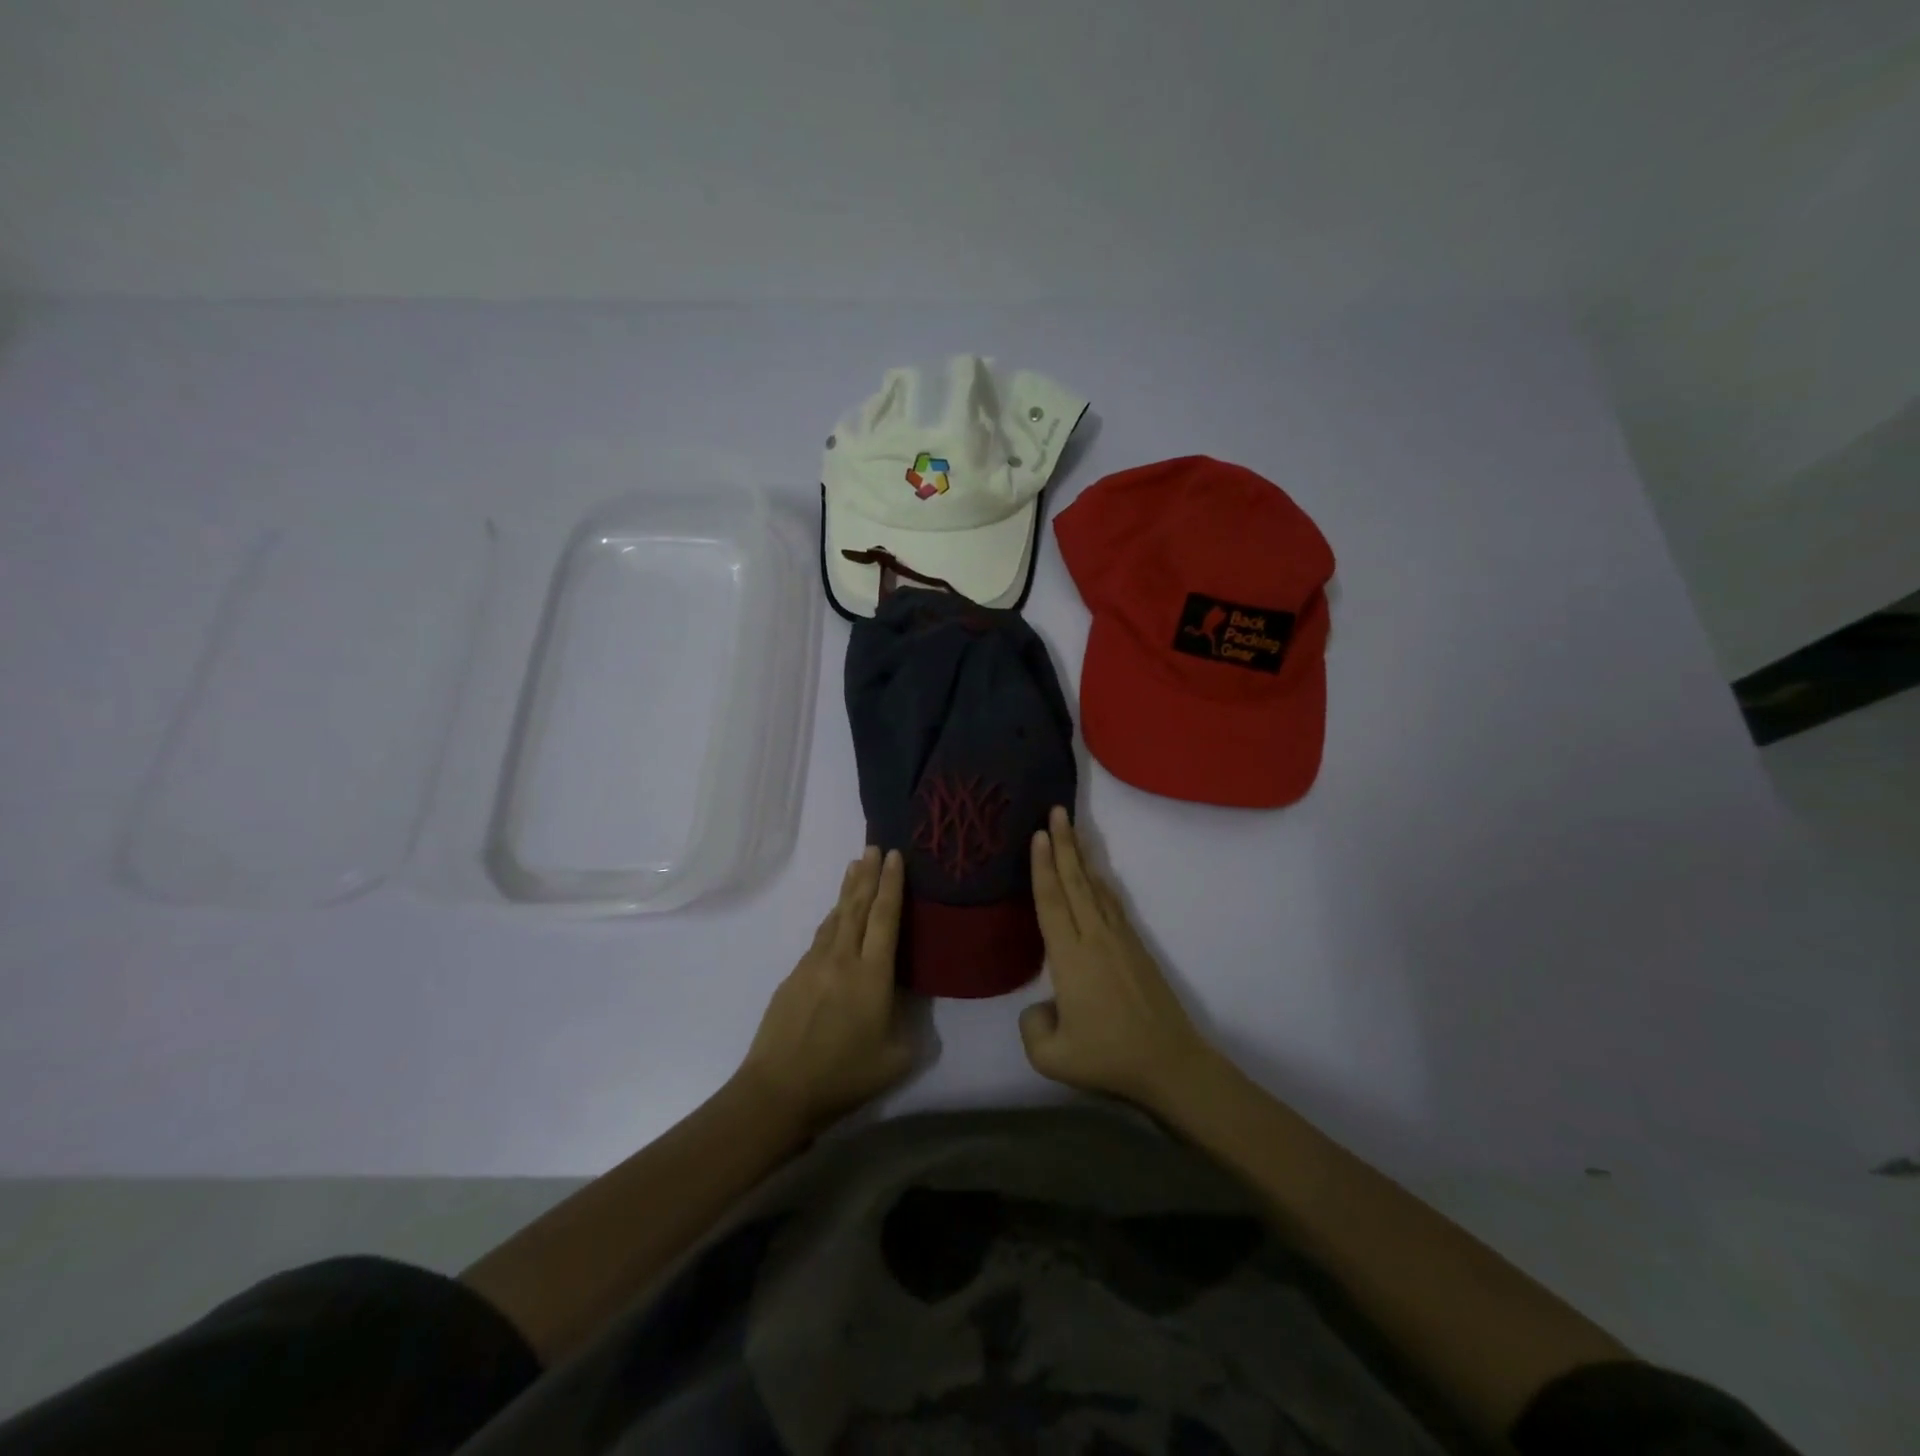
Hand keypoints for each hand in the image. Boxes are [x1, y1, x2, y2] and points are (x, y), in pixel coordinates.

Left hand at [739, 846, 915, 1130]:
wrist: (779, 1090)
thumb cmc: (844, 1076)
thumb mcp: (896, 1058)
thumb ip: (909, 1025)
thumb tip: (906, 1003)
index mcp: (872, 975)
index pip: (885, 917)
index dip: (892, 884)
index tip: (895, 856)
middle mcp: (842, 959)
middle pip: (857, 906)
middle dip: (868, 874)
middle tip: (874, 847)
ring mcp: (813, 964)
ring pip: (835, 917)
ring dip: (847, 891)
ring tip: (855, 868)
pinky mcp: (793, 976)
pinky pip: (819, 938)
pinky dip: (832, 919)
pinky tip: (835, 918)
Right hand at [1020, 807, 1215, 1109]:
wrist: (1169, 1064)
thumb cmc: (1108, 1058)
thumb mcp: (1052, 1058)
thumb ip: (1032, 1027)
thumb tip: (1041, 1006)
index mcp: (1070, 958)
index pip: (1051, 901)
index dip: (1043, 867)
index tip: (1039, 834)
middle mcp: (1095, 938)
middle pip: (1075, 882)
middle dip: (1064, 844)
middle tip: (1056, 811)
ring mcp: (1120, 940)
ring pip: (1096, 888)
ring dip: (1082, 857)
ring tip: (1074, 832)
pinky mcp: (1137, 949)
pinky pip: (1112, 904)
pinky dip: (1100, 883)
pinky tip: (1097, 877)